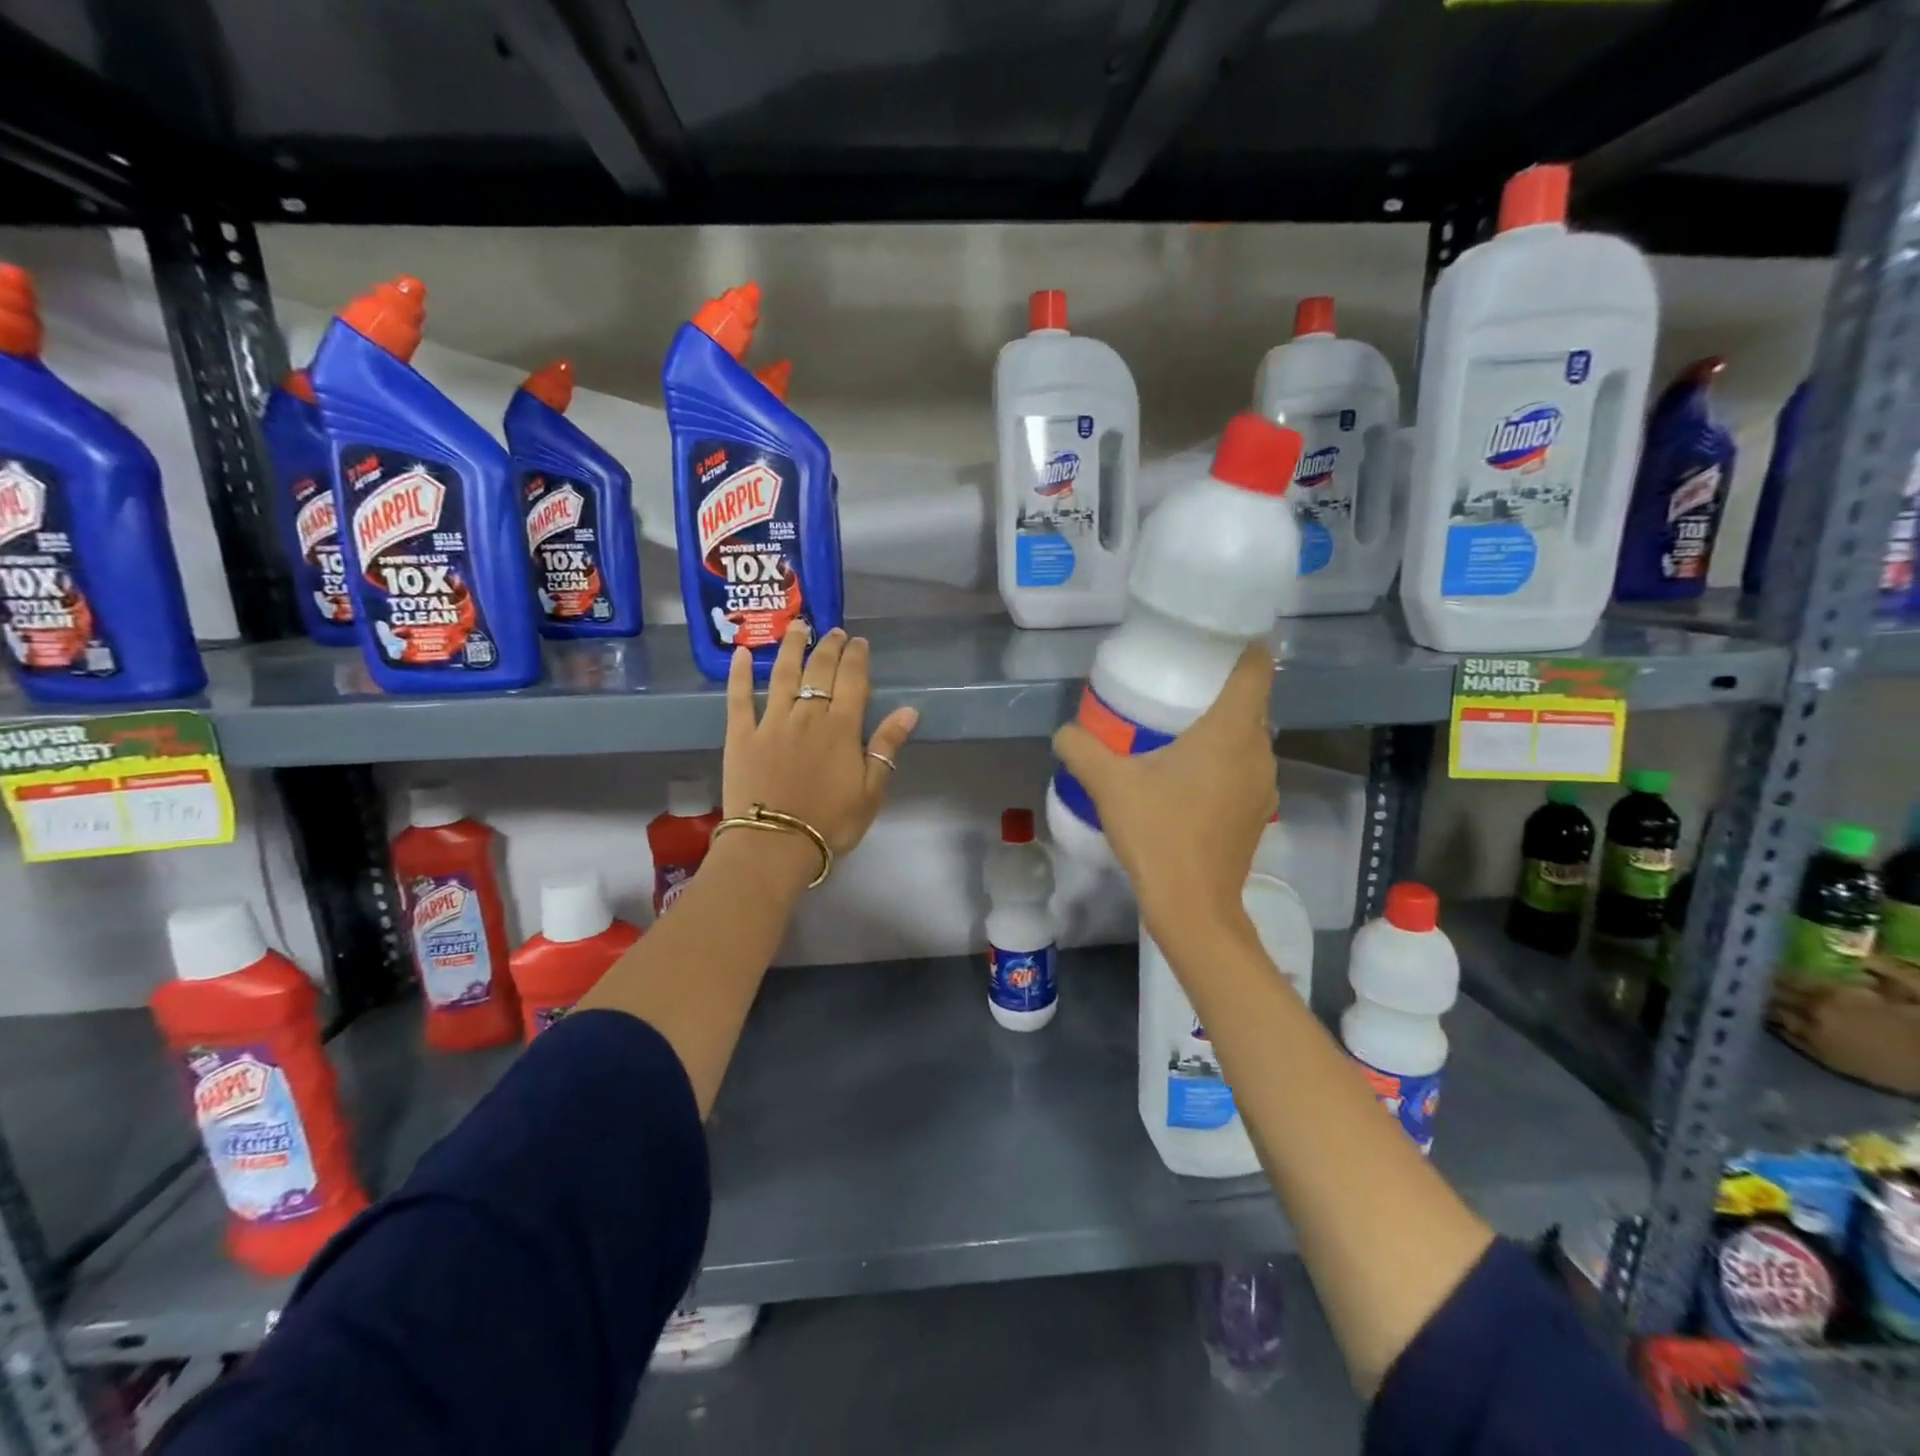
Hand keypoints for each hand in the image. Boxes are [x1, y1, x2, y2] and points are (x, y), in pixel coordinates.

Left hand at [724, 622, 919, 865]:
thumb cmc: (830, 823)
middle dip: (828, 647)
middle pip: (820, 672)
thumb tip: (909, 710)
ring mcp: (771, 723)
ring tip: (797, 626)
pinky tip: (743, 654)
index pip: (852, 681)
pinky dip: (741, 675)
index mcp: (841, 728)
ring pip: (783, 675)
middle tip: (833, 631)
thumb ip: (886, 747)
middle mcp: (807, 716)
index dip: (856, 658)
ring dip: (791, 648)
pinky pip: (739, 698)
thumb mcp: (871, 791)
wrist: (775, 845)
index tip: (859, 642)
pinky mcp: (741, 736)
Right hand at [1052, 644, 1276, 943]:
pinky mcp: (1259, 813)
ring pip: (1248, 739)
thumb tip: (1064, 732)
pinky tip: (1188, 779)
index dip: (1241, 644)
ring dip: (1221, 729)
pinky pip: (1245, 769)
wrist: (1192, 906)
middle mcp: (1259, 751)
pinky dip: (1223, 762)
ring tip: (1179, 731)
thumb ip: (1081, 749)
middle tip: (1178, 684)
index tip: (1212, 639)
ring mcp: (1265, 785)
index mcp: (1231, 732)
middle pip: (1251, 702)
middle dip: (1219, 688)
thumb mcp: (1109, 785)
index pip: (1255, 668)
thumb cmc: (1157, 834)